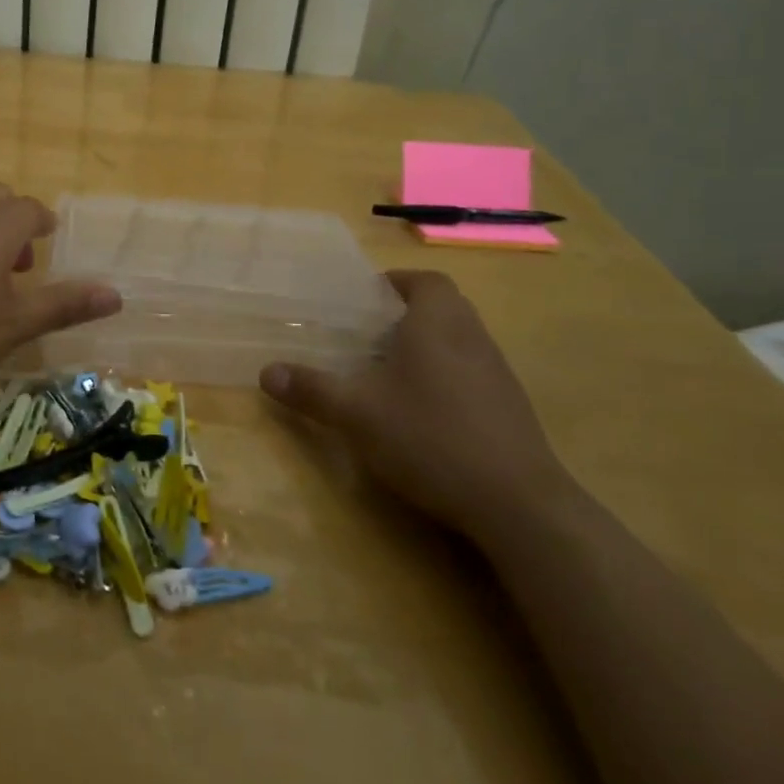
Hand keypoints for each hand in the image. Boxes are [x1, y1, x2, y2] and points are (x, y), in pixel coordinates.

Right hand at [259, 270, 577, 541]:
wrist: (518, 503)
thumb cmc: (430, 437)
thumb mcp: (357, 413)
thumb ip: (311, 389)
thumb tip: (265, 372)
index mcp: (438, 323)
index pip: (425, 280)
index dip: (397, 282)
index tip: (369, 297)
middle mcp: (473, 337)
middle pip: (444, 306)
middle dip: (408, 314)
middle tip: (370, 334)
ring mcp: (498, 374)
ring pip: (461, 341)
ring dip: (429, 346)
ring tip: (391, 371)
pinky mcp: (511, 409)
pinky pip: (474, 374)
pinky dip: (448, 378)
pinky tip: (424, 412)